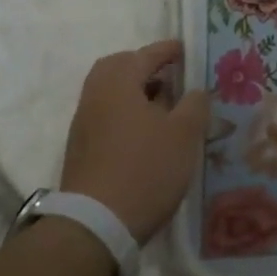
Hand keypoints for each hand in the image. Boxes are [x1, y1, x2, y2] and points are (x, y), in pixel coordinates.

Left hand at [60, 40, 209, 244]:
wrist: (96, 225)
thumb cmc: (145, 169)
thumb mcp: (184, 134)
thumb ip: (194, 104)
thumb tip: (195, 91)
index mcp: (118, 83)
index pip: (145, 55)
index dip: (168, 50)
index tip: (186, 49)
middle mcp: (95, 97)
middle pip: (117, 68)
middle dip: (143, 67)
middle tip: (169, 75)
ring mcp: (84, 125)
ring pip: (109, 94)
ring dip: (134, 92)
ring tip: (163, 106)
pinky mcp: (81, 151)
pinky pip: (105, 116)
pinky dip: (125, 114)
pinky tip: (146, 134)